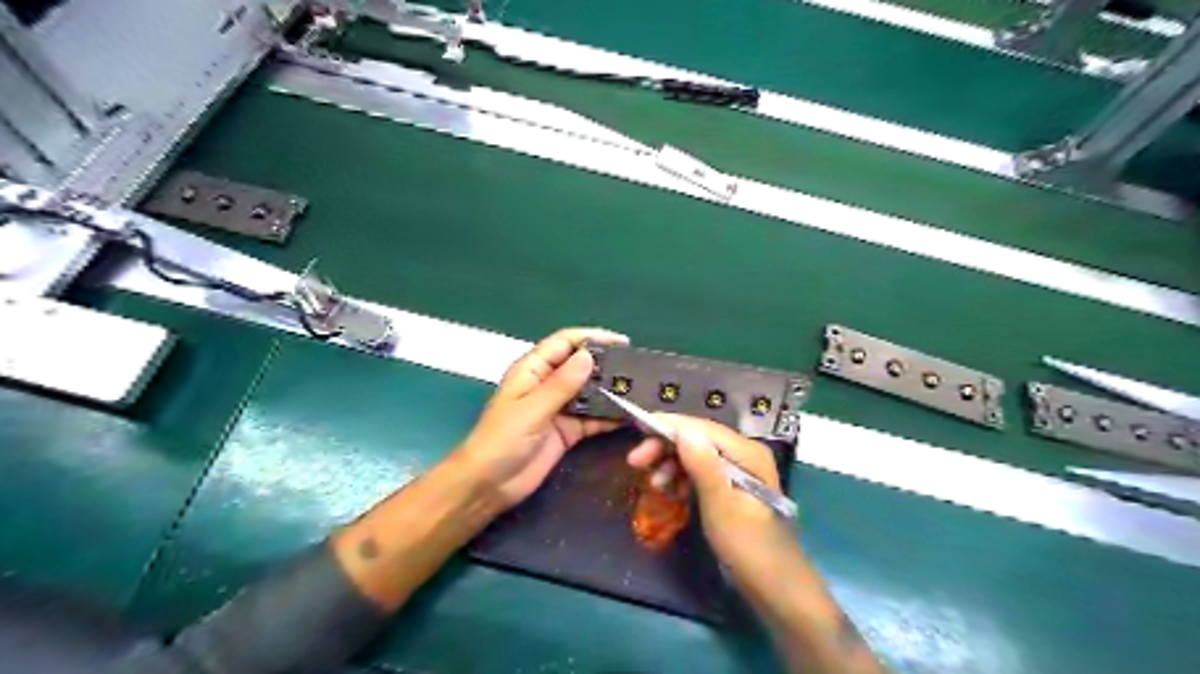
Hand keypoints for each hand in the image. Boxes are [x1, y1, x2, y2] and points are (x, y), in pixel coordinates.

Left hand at [459, 327, 631, 510]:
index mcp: (533, 370)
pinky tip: (631, 415)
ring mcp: (559, 408)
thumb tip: (589, 356)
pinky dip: (610, 416)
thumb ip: (561, 385)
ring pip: (590, 392)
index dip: (593, 338)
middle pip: (581, 365)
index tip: (622, 342)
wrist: (489, 485)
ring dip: (611, 391)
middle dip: (607, 364)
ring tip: (641, 389)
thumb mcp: (532, 410)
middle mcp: (548, 384)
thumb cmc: (502, 441)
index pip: (565, 343)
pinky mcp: (568, 430)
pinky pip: (593, 418)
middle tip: (638, 368)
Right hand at [629, 415, 794, 567]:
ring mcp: (738, 469)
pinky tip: (670, 491)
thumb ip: (703, 466)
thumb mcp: (721, 506)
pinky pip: (700, 470)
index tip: (637, 429)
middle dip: (666, 446)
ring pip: (696, 454)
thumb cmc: (747, 545)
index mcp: (746, 452)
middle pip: (697, 438)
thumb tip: (683, 430)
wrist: (774, 585)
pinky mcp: (730, 485)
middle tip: (635, 461)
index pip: (701, 428)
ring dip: (671, 464)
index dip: (669, 426)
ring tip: (654, 484)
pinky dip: (682, 476)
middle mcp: (743, 453)